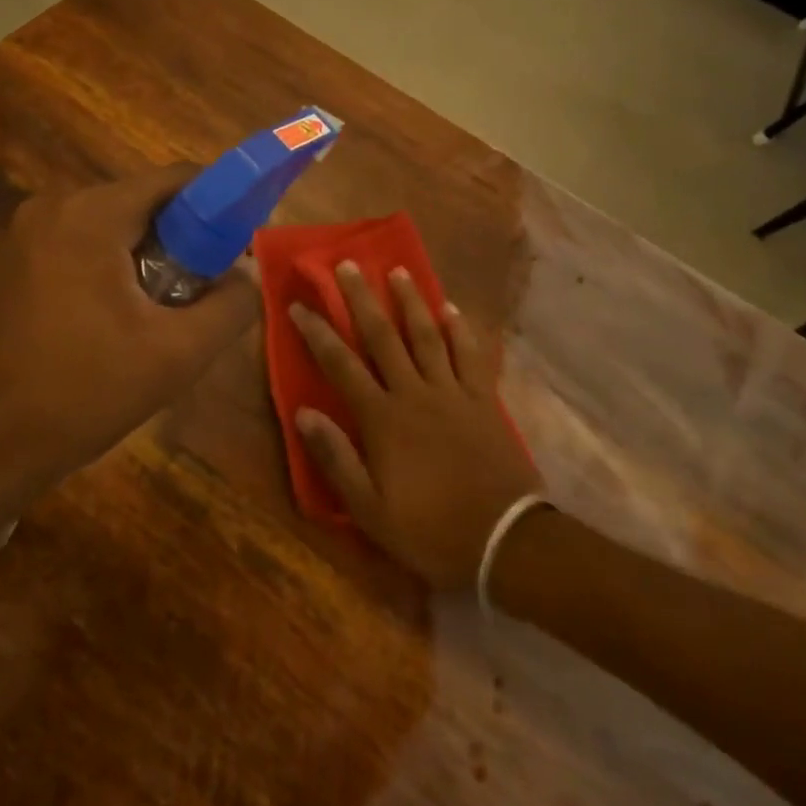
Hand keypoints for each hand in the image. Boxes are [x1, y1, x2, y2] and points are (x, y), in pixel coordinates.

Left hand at [0, 164, 257, 508]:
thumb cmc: (80, 395)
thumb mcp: (175, 355)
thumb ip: (231, 306)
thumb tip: (249, 273)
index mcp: (89, 214)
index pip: (176, 180)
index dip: (220, 205)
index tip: (242, 247)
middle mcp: (51, 208)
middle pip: (144, 204)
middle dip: (185, 243)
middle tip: (206, 294)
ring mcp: (23, 236)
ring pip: (113, 230)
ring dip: (149, 262)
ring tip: (164, 318)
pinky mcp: (11, 266)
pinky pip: (81, 249)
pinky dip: (112, 272)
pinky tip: (118, 325)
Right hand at [290, 262, 541, 590]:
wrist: (505, 540)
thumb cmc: (431, 529)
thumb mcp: (370, 510)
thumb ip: (336, 458)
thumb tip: (304, 413)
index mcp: (383, 418)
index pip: (341, 364)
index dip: (318, 333)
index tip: (299, 305)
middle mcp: (415, 393)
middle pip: (383, 336)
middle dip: (362, 299)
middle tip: (348, 265)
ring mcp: (452, 392)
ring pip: (427, 336)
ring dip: (410, 301)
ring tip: (398, 271)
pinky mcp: (483, 400)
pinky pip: (470, 355)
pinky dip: (461, 329)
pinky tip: (451, 308)